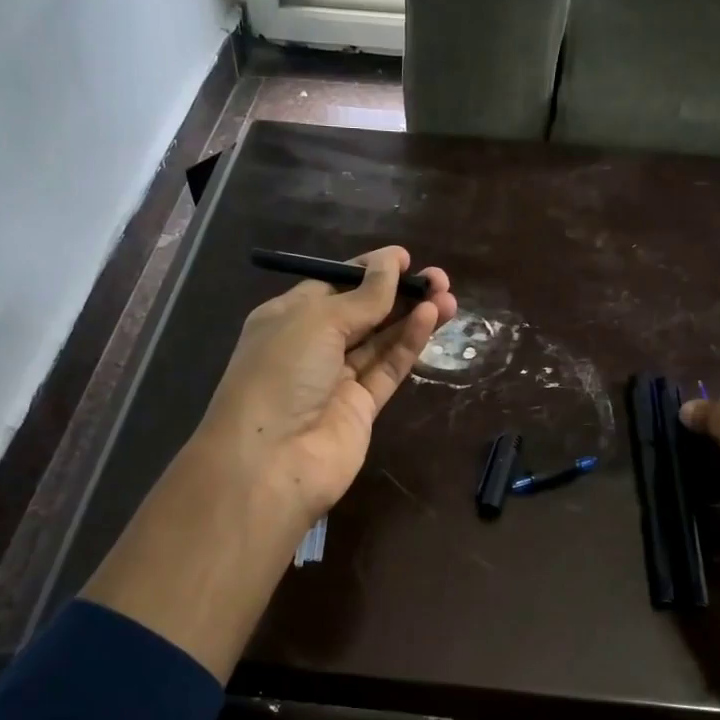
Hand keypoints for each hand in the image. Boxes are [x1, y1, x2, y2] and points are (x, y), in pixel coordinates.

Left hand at [191, 246, 457, 531]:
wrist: (271, 461)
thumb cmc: (281, 373)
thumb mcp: (318, 321)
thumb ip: (363, 297)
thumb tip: (392, 262)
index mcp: (288, 318)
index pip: (333, 286)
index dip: (369, 271)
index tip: (404, 258)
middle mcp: (312, 347)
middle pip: (362, 313)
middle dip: (398, 293)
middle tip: (438, 278)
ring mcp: (337, 380)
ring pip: (381, 341)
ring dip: (412, 316)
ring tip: (447, 295)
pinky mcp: (361, 408)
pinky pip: (388, 369)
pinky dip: (408, 344)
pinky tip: (431, 320)